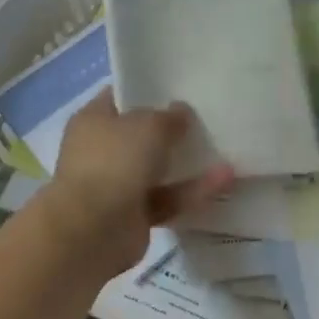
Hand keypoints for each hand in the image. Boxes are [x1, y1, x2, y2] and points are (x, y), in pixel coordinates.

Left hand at [42, 93, 233, 277]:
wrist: (92, 231)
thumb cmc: (114, 162)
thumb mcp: (149, 125)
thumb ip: (170, 117)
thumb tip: (181, 112)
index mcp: (94, 120)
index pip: (121, 96)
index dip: (149, 90)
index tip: (181, 87)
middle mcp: (102, 150)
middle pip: (142, 134)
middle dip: (173, 130)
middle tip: (208, 118)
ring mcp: (117, 184)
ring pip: (158, 169)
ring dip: (189, 163)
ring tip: (226, 150)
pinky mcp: (134, 215)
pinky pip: (168, 198)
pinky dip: (192, 191)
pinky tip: (225, 180)